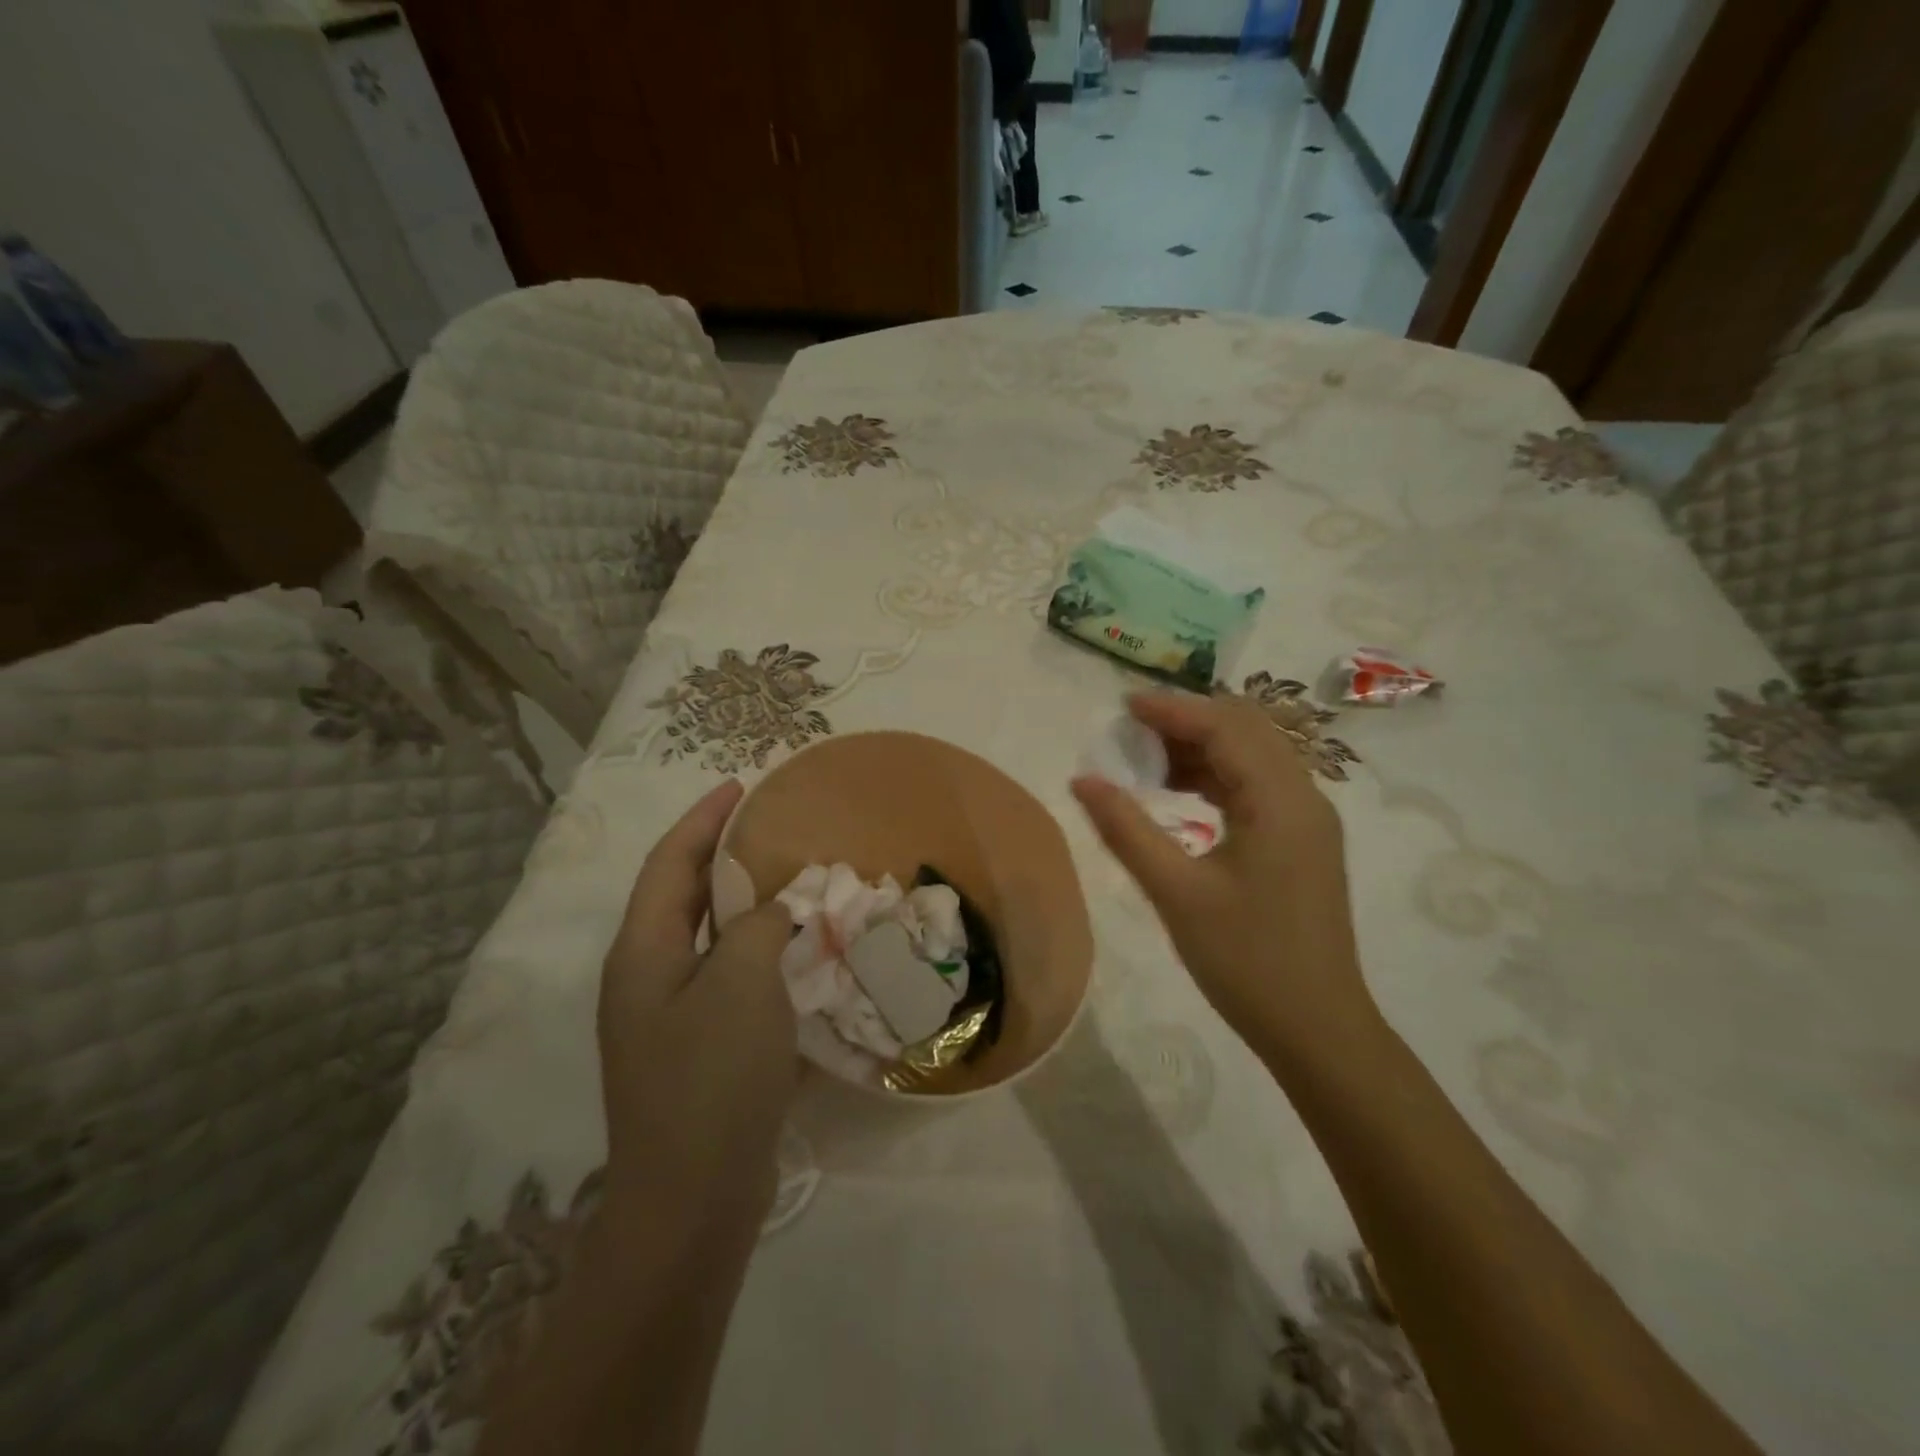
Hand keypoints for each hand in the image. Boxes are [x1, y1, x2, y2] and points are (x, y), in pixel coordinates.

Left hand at [597, 779, 796, 1238]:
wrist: (692, 1201)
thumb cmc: (711, 1079)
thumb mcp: (740, 984)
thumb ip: (756, 927)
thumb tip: (771, 911)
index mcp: (642, 952)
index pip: (670, 863)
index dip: (703, 820)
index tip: (740, 787)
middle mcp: (645, 978)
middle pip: (683, 896)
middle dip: (722, 856)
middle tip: (772, 828)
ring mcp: (668, 1018)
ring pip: (708, 938)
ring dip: (744, 905)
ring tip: (789, 880)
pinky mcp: (696, 1049)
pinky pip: (727, 978)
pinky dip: (756, 953)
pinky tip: (794, 952)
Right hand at [1071, 692, 1378, 1066]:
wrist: (1318, 1029)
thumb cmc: (1247, 962)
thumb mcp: (1177, 893)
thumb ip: (1126, 830)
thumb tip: (1082, 781)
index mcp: (1281, 801)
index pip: (1225, 727)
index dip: (1172, 710)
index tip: (1122, 707)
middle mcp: (1303, 797)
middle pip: (1245, 730)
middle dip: (1186, 722)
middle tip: (1131, 734)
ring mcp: (1307, 820)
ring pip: (1253, 756)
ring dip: (1201, 749)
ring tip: (1145, 763)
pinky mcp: (1302, 841)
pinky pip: (1257, 786)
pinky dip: (1216, 777)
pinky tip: (1178, 794)